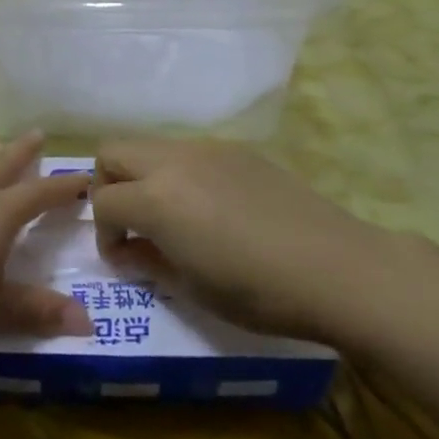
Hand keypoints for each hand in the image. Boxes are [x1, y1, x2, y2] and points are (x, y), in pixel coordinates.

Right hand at [90, 138, 399, 342]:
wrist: (336, 267)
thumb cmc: (259, 291)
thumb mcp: (193, 288)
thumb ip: (149, 261)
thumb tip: (127, 250)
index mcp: (156, 198)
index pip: (103, 202)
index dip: (103, 234)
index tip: (123, 259)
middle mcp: (173, 161)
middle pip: (113, 152)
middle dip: (109, 186)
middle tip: (131, 223)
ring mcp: (205, 148)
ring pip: (150, 146)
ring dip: (144, 176)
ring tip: (173, 216)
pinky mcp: (235, 148)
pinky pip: (188, 151)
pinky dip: (179, 173)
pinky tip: (212, 207)